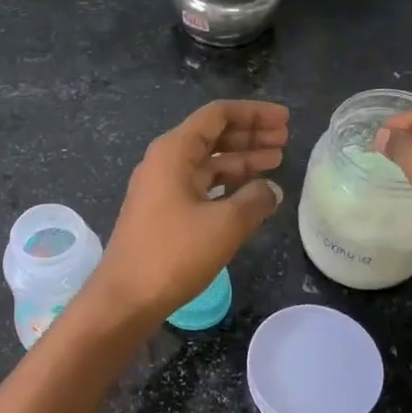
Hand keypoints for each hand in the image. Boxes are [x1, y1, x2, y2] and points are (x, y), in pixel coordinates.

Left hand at [90, 100, 288, 322]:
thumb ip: (255, 200)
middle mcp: (165, 161)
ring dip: (242, 160)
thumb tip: (272, 190)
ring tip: (277, 161)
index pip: (218, 115)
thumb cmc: (173, 254)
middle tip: (285, 138)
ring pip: (208, 162)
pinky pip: (201, 185)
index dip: (254, 114)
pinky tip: (251, 192)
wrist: (126, 298)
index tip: (284, 120)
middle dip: (250, 135)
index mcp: (174, 151)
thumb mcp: (224, 224)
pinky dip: (227, 184)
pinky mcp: (163, 211)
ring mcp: (162, 187)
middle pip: (213, 135)